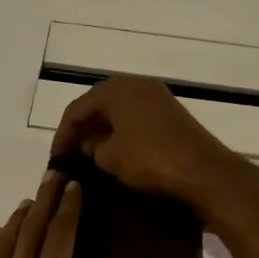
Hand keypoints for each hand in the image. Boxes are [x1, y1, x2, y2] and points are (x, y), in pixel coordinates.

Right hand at [49, 75, 254, 211]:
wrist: (204, 172)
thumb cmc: (150, 160)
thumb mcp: (109, 158)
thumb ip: (92, 148)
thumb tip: (90, 145)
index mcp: (115, 89)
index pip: (76, 109)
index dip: (62, 135)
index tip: (55, 159)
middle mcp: (136, 84)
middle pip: (97, 105)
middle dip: (81, 129)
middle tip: (69, 153)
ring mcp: (157, 97)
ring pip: (118, 111)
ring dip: (101, 130)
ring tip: (89, 155)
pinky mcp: (171, 114)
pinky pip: (135, 118)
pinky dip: (121, 133)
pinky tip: (115, 152)